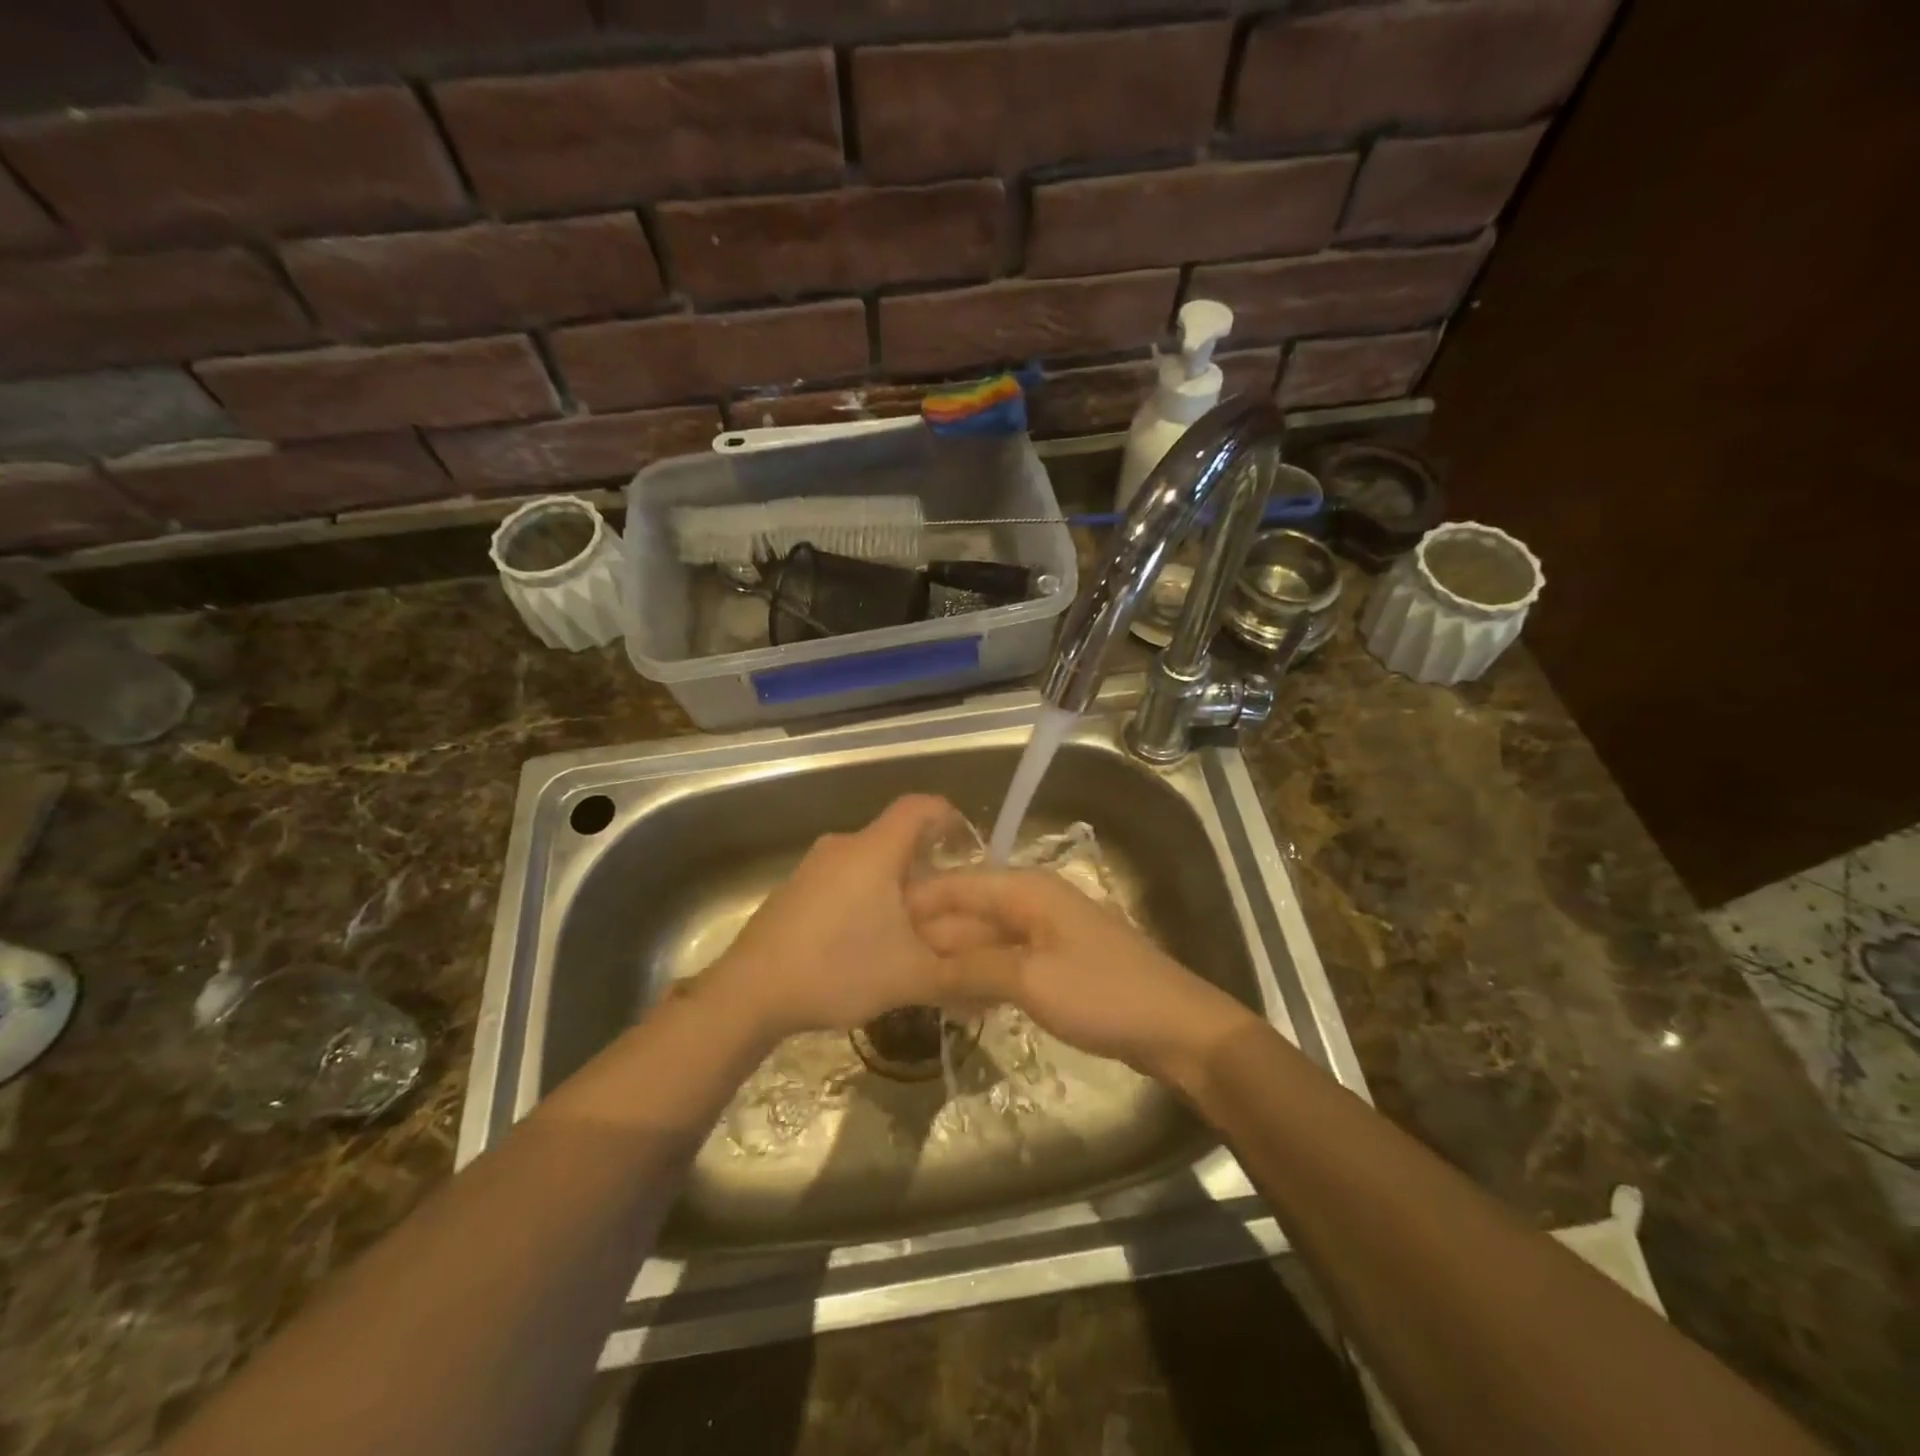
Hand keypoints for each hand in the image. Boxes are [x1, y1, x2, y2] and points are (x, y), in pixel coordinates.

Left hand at [700, 794, 965, 1041]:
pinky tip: (866, 943)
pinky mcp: (795, 890)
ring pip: (869, 862)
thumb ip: (959, 974)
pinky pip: (844, 880)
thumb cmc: (837, 969)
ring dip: (895, 887)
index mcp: (875, 850)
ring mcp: (814, 866)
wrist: (749, 993)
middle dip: (927, 867)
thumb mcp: (910, 976)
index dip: (950, 818)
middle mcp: (844, 846)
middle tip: (947, 906)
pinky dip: (866, 898)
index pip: (921, 807)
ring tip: (911, 931)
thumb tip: (998, 978)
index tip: (969, 848)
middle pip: (896, 838)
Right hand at [907, 868, 1255, 1087]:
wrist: (1175, 1027)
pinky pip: (1007, 961)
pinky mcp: (1057, 964)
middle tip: (890, 966)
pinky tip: (959, 1001)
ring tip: (915, 985)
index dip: (919, 903)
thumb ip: (973, 964)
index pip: (960, 885)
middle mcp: (1034, 902)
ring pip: (987, 939)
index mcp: (1028, 889)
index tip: (878, 926)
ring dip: (956, 960)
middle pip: (972, 911)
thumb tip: (923, 960)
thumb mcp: (1030, 979)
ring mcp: (1048, 933)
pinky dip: (982, 976)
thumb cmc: (1102, 994)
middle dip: (934, 936)